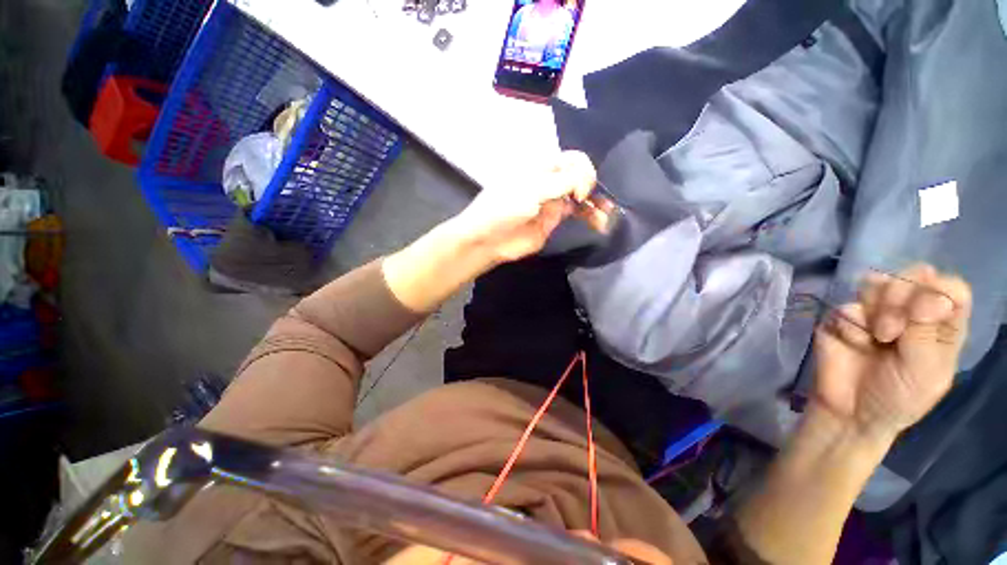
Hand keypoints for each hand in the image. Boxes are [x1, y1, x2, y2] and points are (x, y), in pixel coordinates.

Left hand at [449, 151, 606, 262]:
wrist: (489, 238)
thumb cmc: (504, 207)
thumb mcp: (532, 189)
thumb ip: (561, 182)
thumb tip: (585, 182)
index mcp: (542, 166)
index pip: (574, 160)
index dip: (583, 172)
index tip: (579, 192)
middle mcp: (551, 181)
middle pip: (581, 177)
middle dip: (594, 186)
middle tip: (596, 202)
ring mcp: (554, 201)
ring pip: (582, 196)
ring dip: (597, 202)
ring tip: (607, 214)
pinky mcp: (554, 220)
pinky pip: (576, 214)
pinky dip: (590, 217)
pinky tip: (600, 223)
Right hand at [812, 264, 971, 440]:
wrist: (850, 412)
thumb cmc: (899, 398)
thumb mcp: (925, 372)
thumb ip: (928, 331)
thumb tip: (930, 291)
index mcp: (941, 325)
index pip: (950, 287)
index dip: (937, 290)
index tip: (923, 313)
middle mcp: (911, 313)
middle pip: (912, 276)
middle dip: (900, 298)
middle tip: (891, 331)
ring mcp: (875, 314)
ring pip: (875, 284)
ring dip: (875, 309)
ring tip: (874, 337)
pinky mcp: (843, 320)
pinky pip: (845, 307)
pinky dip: (850, 325)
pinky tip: (853, 343)